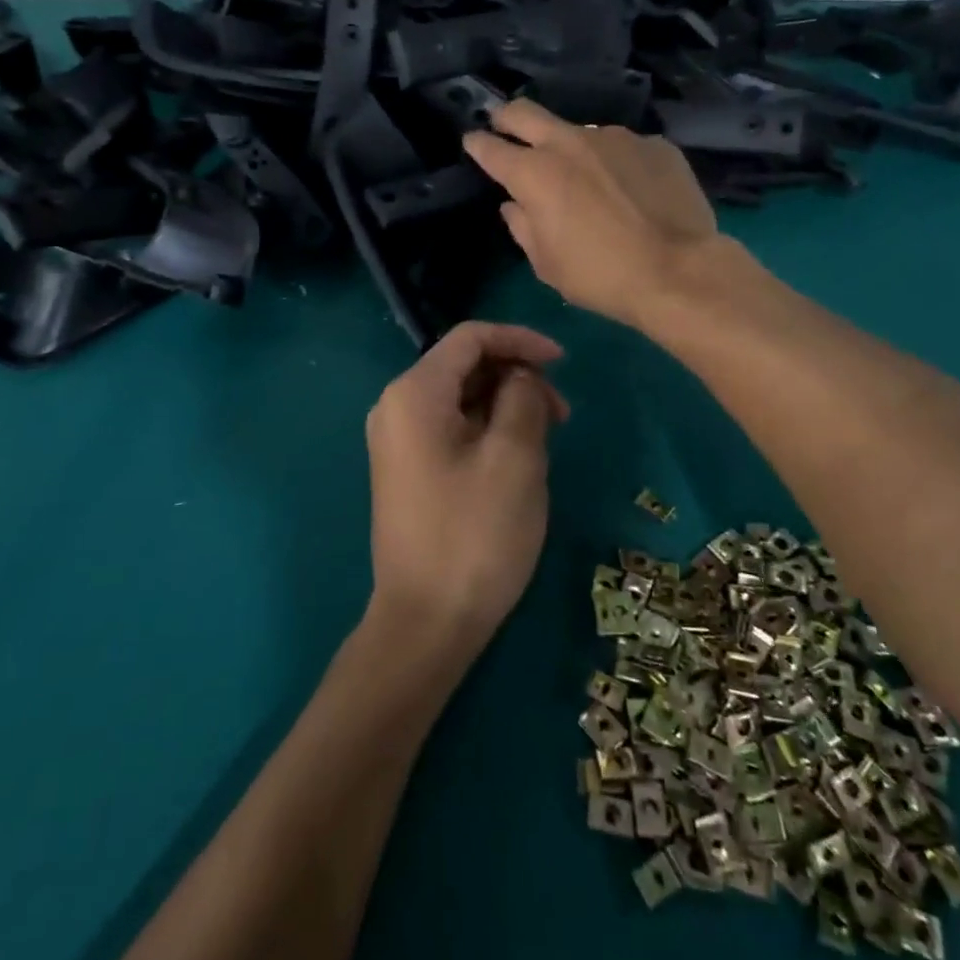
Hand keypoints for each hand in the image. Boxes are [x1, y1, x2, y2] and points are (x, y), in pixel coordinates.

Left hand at [365, 322, 569, 657]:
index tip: (563, 362)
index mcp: (414, 393)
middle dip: (516, 376)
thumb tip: (522, 376)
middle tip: (562, 414)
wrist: (425, 622)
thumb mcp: (515, 459)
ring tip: (546, 438)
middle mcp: (396, 406)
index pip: (470, 338)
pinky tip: (518, 455)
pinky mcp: (407, 468)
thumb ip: (523, 398)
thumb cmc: (474, 535)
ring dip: (506, 404)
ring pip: (461, 397)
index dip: (520, 340)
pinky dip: (487, 427)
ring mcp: (398, 439)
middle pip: (464, 365)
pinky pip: (451, 427)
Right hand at [464, 100, 719, 330]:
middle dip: (506, 116)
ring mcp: (615, 138)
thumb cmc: (600, 276)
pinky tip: (631, 189)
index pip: (491, 147)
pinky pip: (623, 148)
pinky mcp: (654, 144)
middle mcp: (570, 142)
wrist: (679, 272)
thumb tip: (516, 205)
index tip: (473, 142)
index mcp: (534, 173)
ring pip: (580, 131)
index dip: (477, 144)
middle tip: (504, 125)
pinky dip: (616, 163)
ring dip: (571, 148)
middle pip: (524, 111)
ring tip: (588, 178)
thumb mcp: (547, 264)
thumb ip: (523, 227)